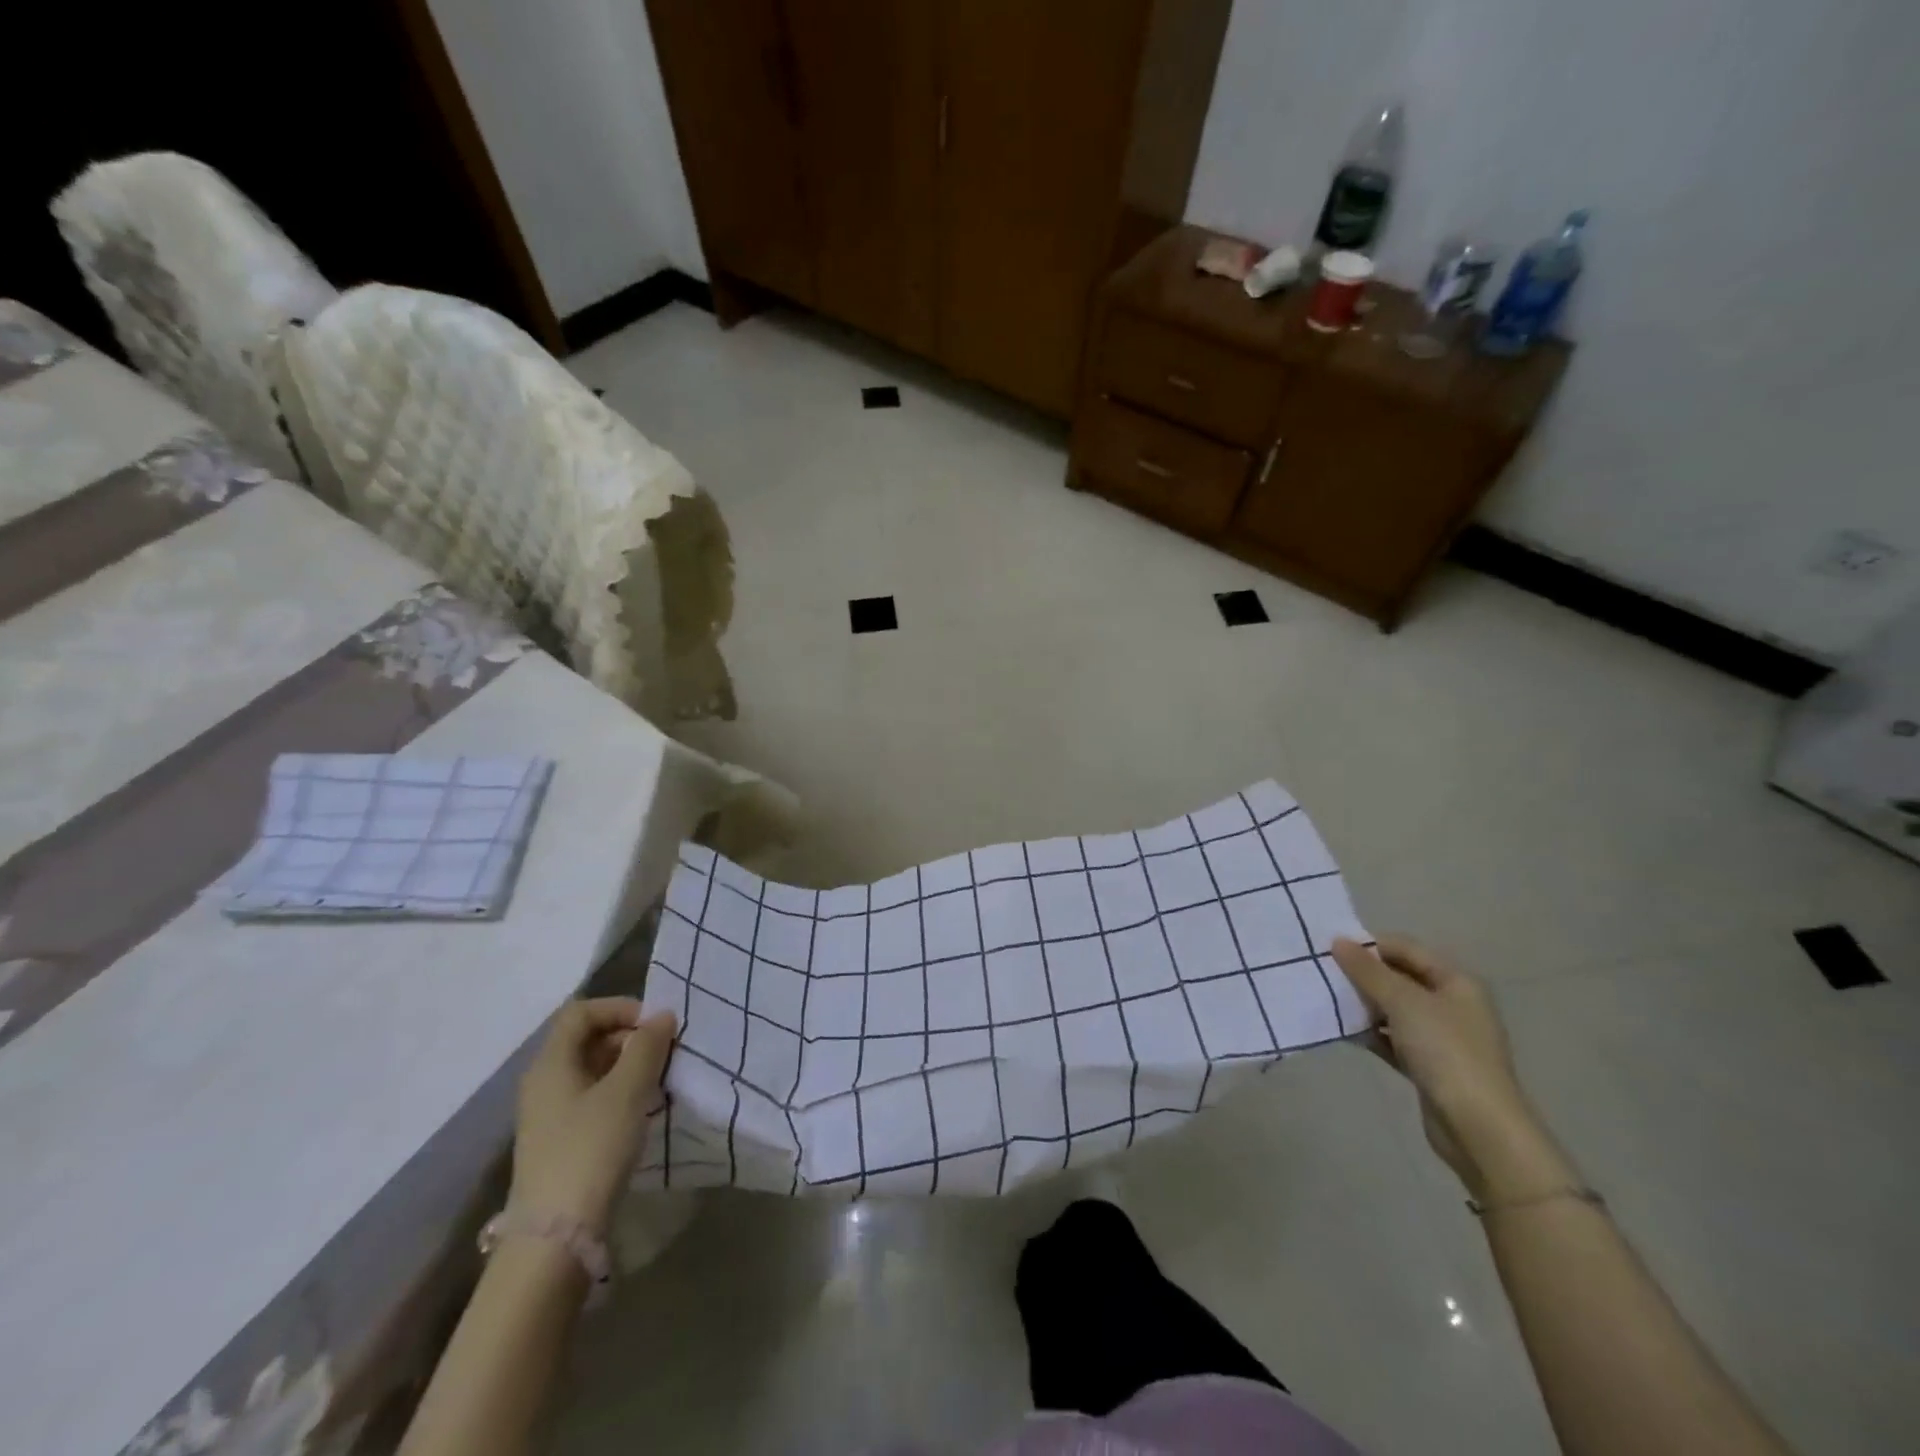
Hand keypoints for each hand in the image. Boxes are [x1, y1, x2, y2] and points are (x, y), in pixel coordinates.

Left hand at [509, 998, 676, 1235]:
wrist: (556, 1238)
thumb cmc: (591, 1149)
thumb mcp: (627, 1091)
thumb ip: (647, 1047)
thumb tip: (663, 1015)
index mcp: (551, 1063)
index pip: (581, 1012)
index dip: (620, 1008)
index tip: (656, 1025)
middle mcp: (544, 1083)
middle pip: (587, 1039)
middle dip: (630, 1037)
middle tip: (666, 1053)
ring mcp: (550, 1115)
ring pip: (593, 1070)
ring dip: (629, 1066)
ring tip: (662, 1081)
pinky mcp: (561, 1142)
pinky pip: (593, 1099)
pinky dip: (621, 1093)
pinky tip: (645, 1110)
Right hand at [1332, 936, 1562, 1198]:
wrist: (1478, 1128)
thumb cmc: (1446, 1052)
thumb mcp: (1403, 1002)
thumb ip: (1368, 971)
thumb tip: (1338, 941)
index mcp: (1456, 982)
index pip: (1407, 948)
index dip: (1370, 945)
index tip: (1331, 949)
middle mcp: (1452, 1004)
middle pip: (1400, 978)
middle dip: (1363, 975)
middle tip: (1325, 974)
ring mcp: (1441, 1037)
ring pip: (1394, 1010)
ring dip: (1364, 1005)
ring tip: (1328, 1002)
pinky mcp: (1429, 1066)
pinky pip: (1393, 1039)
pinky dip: (1371, 1034)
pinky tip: (1344, 1033)